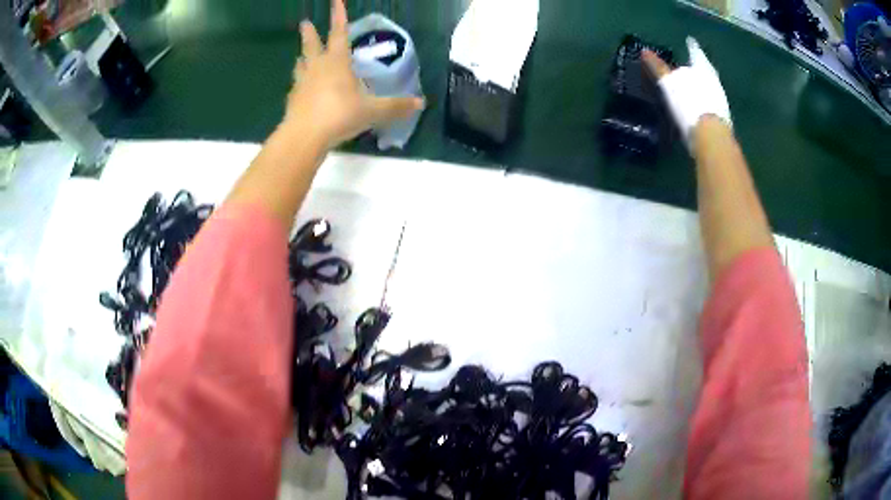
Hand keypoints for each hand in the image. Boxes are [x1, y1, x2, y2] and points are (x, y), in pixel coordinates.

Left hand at [284, 0, 424, 147]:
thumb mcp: (372, 111)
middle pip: (312, 45)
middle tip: (304, 23)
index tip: (334, 0)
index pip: (339, 33)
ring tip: (301, 55)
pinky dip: (299, 82)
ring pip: (301, 64)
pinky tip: (300, 87)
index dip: (338, 16)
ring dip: (302, 56)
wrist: (304, 137)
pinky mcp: (293, 100)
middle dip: (309, 33)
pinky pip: (296, 85)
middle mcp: (317, 67)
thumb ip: (395, 106)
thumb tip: (421, 103)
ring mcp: (302, 83)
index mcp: (337, 62)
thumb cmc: (339, 115)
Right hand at [642, 37, 731, 146]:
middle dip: (697, 68)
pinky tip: (697, 107)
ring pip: (709, 86)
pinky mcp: (719, 118)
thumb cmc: (689, 103)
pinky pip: (710, 104)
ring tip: (692, 88)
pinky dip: (704, 103)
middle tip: (689, 67)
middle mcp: (713, 80)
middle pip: (704, 69)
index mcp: (702, 68)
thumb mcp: (669, 83)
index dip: (692, 47)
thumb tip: (645, 52)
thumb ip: (658, 68)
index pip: (695, 53)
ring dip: (701, 86)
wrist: (709, 135)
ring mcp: (719, 99)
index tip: (690, 40)